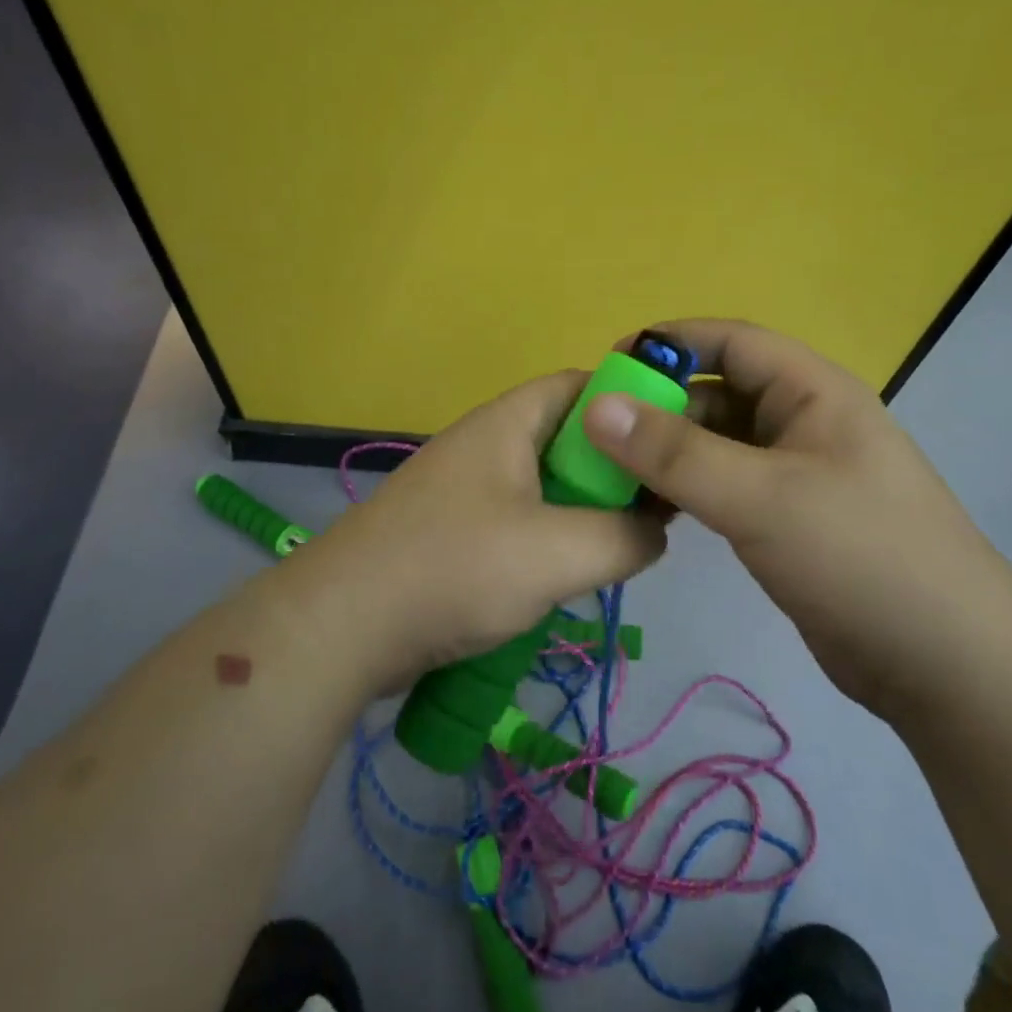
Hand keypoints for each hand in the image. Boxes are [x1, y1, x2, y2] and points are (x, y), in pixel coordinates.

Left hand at [276, 371, 666, 692]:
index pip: (581, 385)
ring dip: (582, 511)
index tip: (670, 445)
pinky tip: (565, 577)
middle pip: (567, 438)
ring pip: (543, 485)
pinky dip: (549, 540)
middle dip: (613, 469)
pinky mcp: (451, 532)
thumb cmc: (455, 569)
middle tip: (652, 509)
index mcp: (507, 423)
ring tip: (618, 546)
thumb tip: (653, 532)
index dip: (631, 405)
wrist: (342, 626)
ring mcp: (463, 489)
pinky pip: (517, 521)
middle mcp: (485, 444)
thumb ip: (625, 536)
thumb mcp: (559, 552)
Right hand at [580, 318, 1011, 714]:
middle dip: (660, 407)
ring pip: (717, 444)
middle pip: (718, 393)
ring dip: (668, 453)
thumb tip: (597, 406)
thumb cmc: (860, 556)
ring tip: (611, 476)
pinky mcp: (788, 521)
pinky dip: (686, 490)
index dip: (669, 344)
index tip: (608, 369)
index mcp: (813, 392)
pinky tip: (651, 511)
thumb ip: (675, 452)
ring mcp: (797, 475)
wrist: (946, 664)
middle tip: (597, 436)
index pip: (731, 342)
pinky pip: (725, 487)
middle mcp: (804, 423)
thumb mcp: (761, 496)